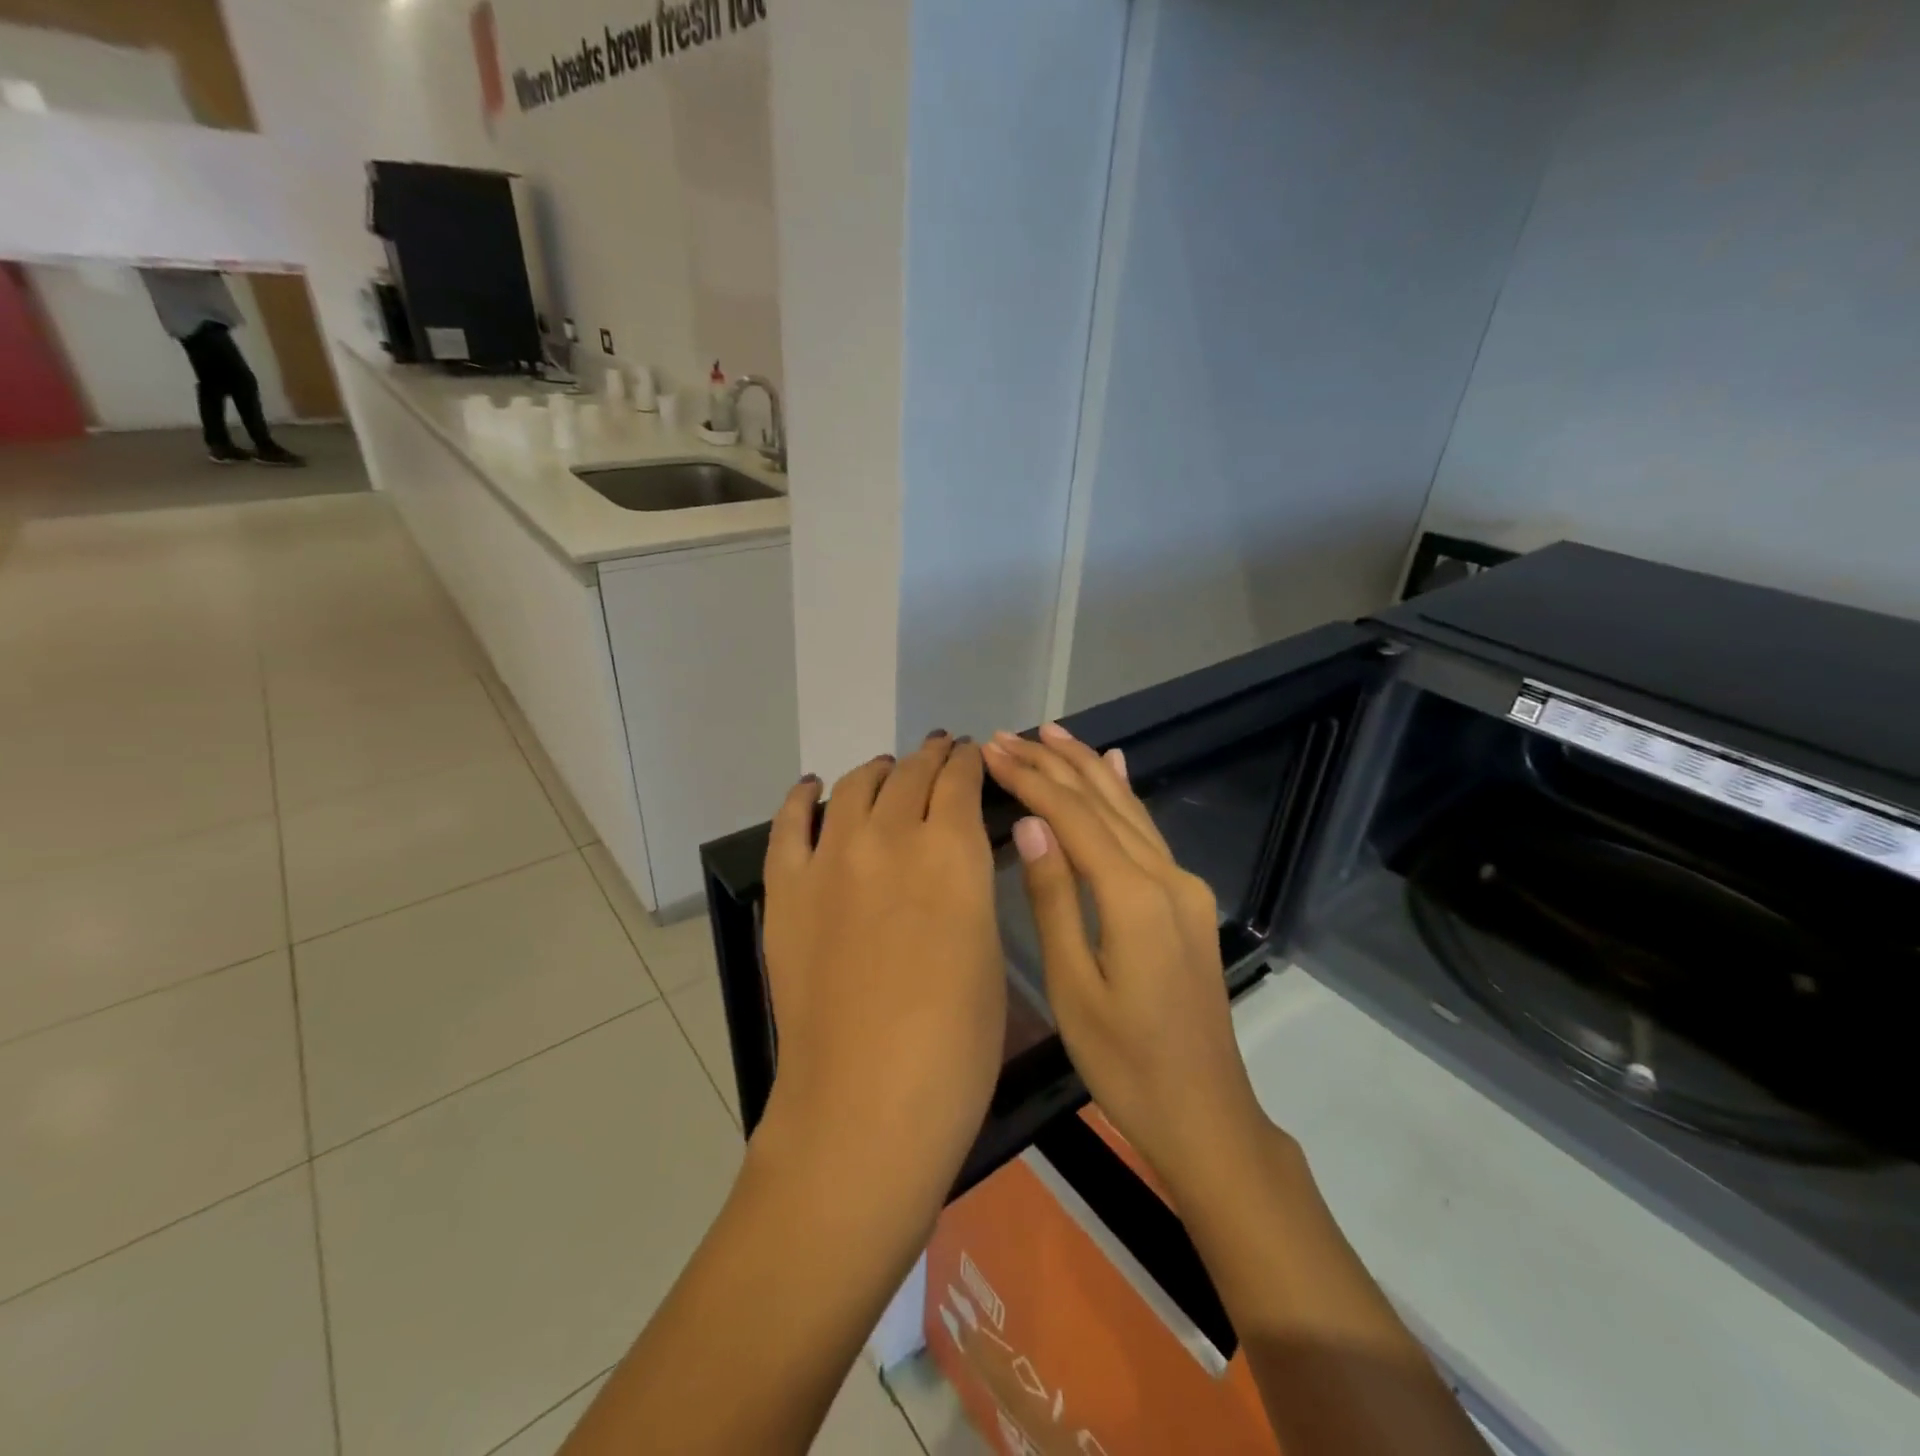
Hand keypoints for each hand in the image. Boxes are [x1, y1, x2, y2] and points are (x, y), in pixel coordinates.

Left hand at [757, 734, 1004, 1207]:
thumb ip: (969, 887)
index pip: (960, 780)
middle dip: (930, 757)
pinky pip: (790, 824)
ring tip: (888, 769)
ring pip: (856, 786)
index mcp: (951, 851)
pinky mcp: (787, 889)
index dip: (968, 761)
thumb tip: (957, 856)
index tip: (972, 755)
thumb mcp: (987, 951)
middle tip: (939, 753)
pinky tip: (812, 788)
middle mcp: (890, 836)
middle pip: (910, 773)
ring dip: (878, 770)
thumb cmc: (954, 1044)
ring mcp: (830, 859)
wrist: (865, 1104)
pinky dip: (803, 798)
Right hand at [983, 723, 1271, 1197]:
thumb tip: (1030, 823)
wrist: (1205, 1113)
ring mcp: (1183, 885)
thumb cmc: (1125, 1064)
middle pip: (1102, 802)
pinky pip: (1148, 831)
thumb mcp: (1074, 987)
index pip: (1073, 817)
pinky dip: (1123, 794)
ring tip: (1050, 733)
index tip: (990, 750)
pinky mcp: (1187, 899)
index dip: (1031, 779)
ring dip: (1087, 767)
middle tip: (1006, 735)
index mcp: (1134, 898)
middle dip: (1053, 763)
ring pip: (1128, 809)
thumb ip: (1054, 899)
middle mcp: (1166, 876)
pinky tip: (1116, 766)